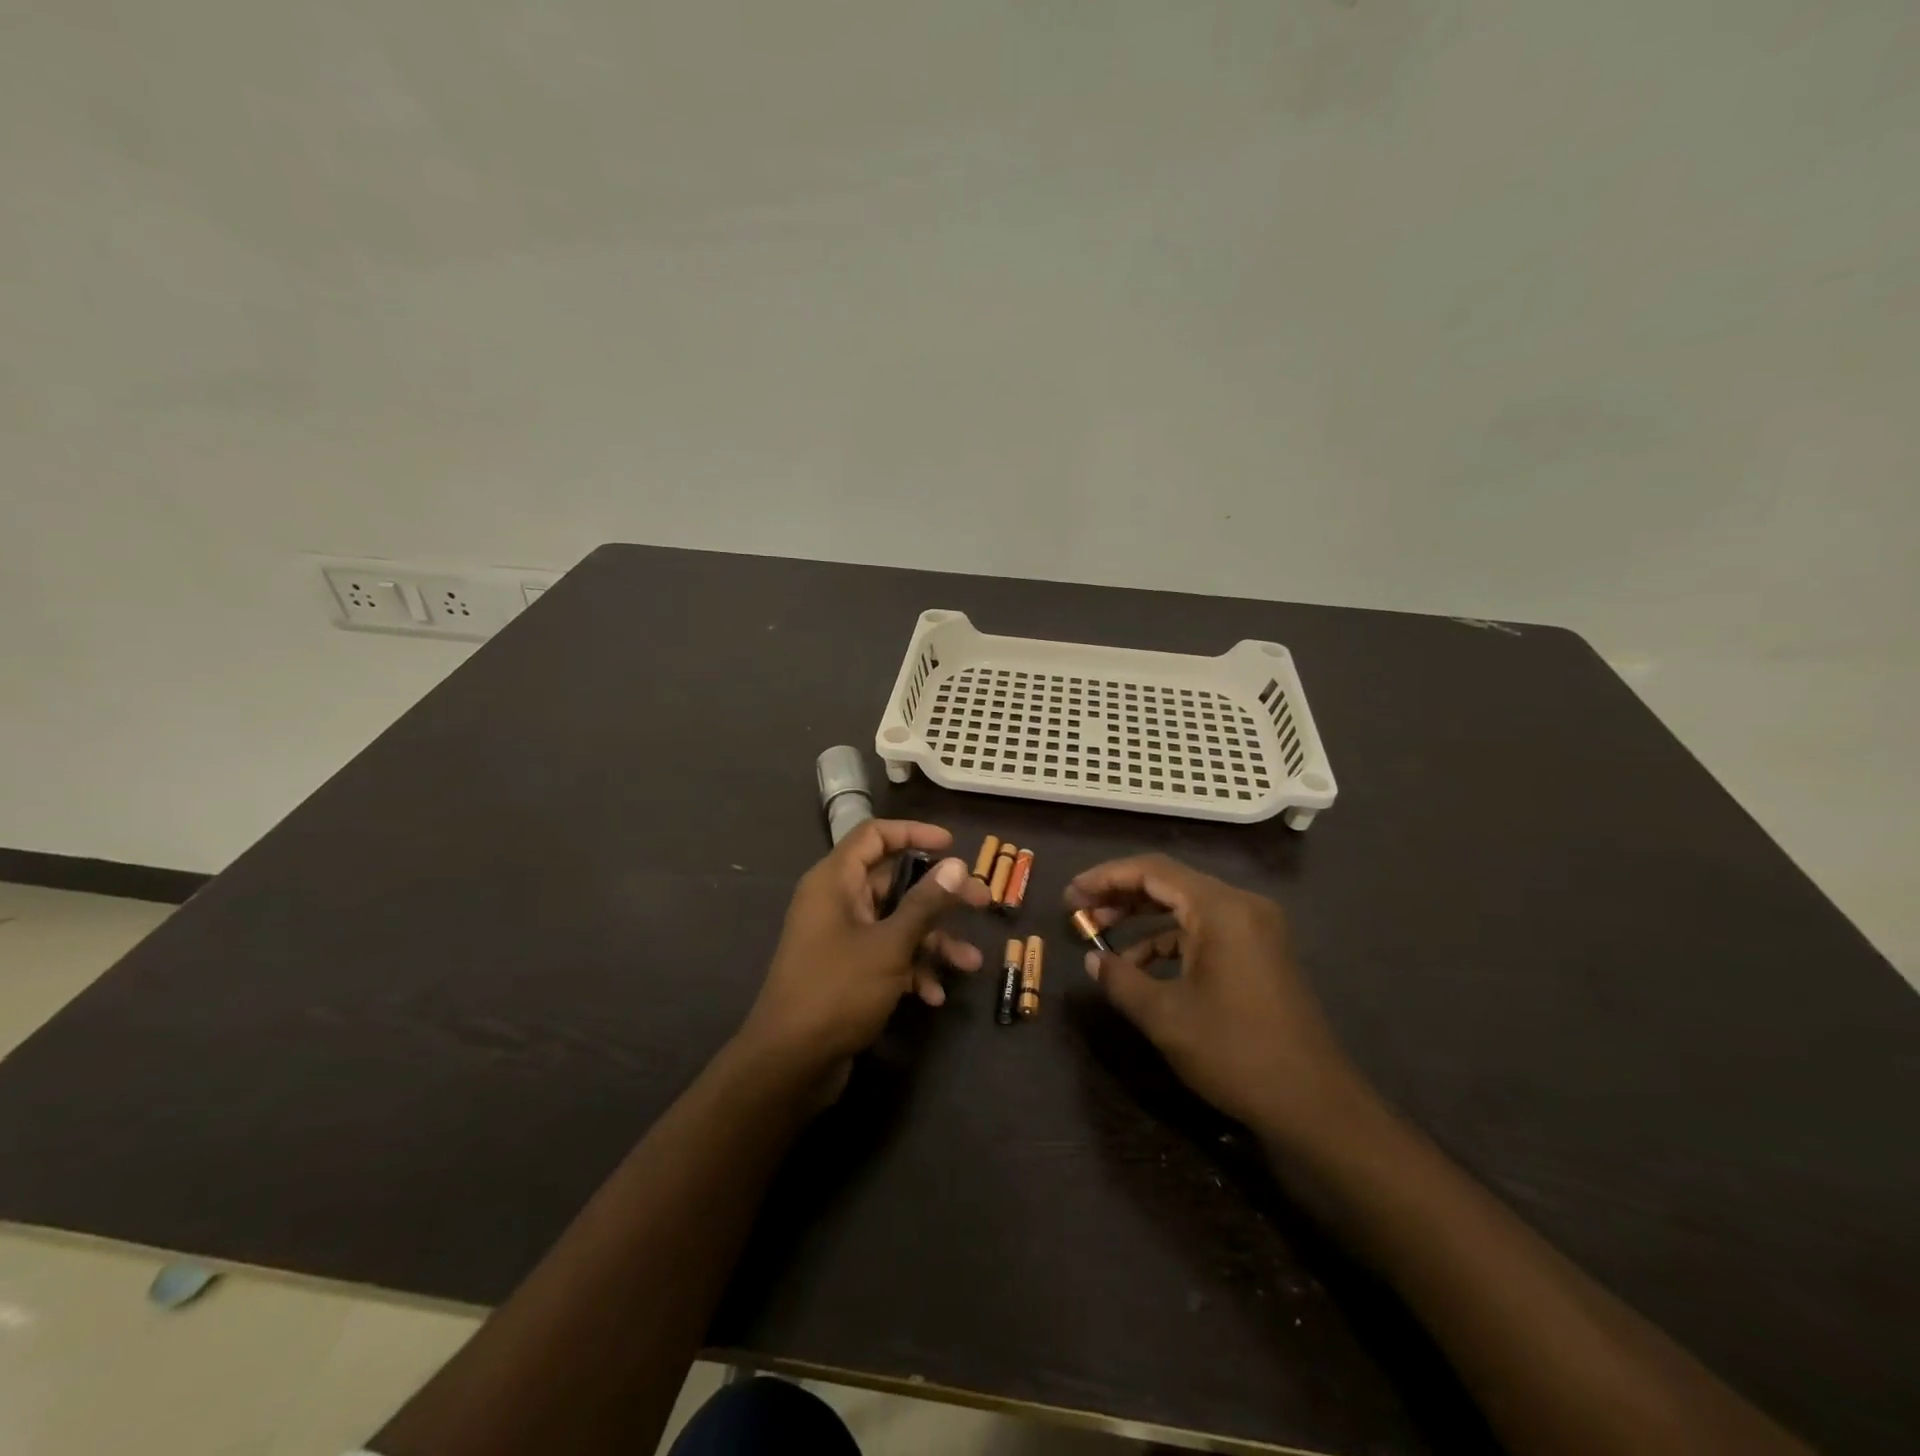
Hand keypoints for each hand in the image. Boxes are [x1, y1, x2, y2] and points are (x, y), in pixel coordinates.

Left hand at [739, 821, 990, 1093]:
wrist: (790, 1064)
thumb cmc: (837, 990)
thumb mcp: (889, 944)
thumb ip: (925, 903)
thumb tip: (956, 865)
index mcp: (835, 881)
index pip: (874, 836)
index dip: (914, 834)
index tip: (952, 846)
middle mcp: (836, 902)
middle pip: (894, 881)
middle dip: (939, 895)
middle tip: (981, 902)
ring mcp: (841, 938)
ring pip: (896, 922)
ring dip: (933, 940)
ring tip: (970, 963)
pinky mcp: (847, 971)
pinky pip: (887, 955)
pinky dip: (912, 968)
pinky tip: (935, 996)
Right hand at [1067, 854, 1367, 1146]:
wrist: (1316, 1105)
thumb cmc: (1236, 1053)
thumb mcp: (1165, 1016)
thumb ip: (1121, 980)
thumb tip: (1092, 961)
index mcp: (1221, 908)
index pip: (1152, 871)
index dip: (1106, 878)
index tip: (1071, 895)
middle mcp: (1242, 906)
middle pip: (1169, 883)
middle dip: (1120, 896)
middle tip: (1080, 913)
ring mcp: (1256, 928)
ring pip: (1186, 906)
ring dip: (1142, 919)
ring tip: (1101, 938)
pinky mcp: (1261, 952)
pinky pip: (1205, 930)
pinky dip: (1170, 941)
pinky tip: (1141, 966)